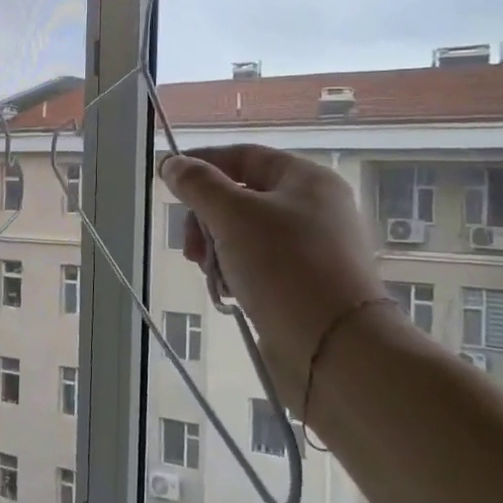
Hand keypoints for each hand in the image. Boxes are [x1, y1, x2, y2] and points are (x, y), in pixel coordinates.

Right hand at [159, 146, 390, 404]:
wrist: (335, 347)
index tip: (167, 181)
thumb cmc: (284, 267)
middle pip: (240, 198)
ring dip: (218, 252)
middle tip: (192, 251)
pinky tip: (230, 295)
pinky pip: (258, 265)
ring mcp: (312, 247)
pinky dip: (237, 275)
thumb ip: (198, 185)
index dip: (202, 163)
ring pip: (244, 235)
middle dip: (207, 221)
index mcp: (306, 179)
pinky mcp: (306, 282)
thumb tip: (172, 163)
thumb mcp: (233, 217)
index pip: (243, 156)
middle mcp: (313, 207)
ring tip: (214, 279)